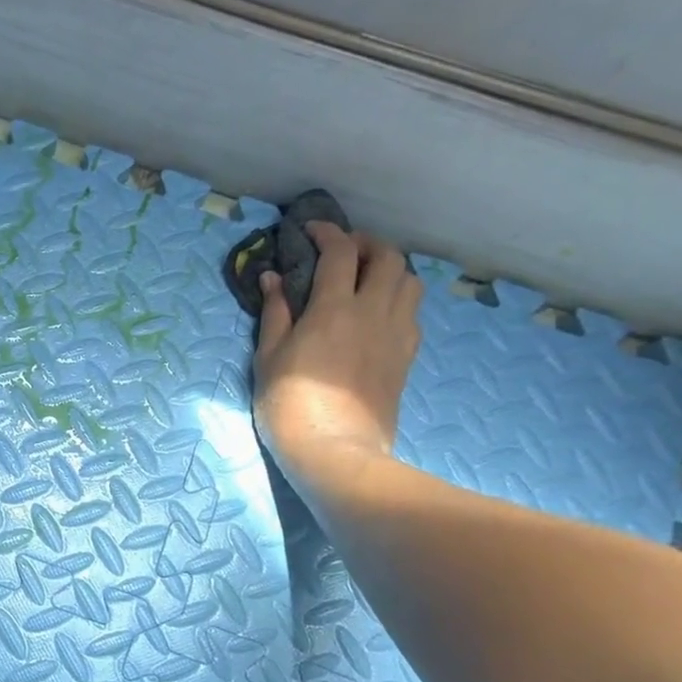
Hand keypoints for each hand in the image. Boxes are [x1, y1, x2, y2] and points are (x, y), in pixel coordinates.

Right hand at [253, 223, 421, 499]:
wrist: (334, 450)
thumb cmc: (289, 404)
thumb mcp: (268, 357)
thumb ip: (275, 313)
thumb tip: (274, 279)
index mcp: (334, 308)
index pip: (340, 252)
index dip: (327, 233)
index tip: (310, 231)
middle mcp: (373, 312)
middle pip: (388, 257)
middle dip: (366, 244)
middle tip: (343, 252)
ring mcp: (396, 334)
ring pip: (410, 281)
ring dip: (390, 269)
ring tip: (366, 279)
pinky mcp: (406, 357)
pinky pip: (413, 313)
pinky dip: (398, 299)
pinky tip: (378, 313)